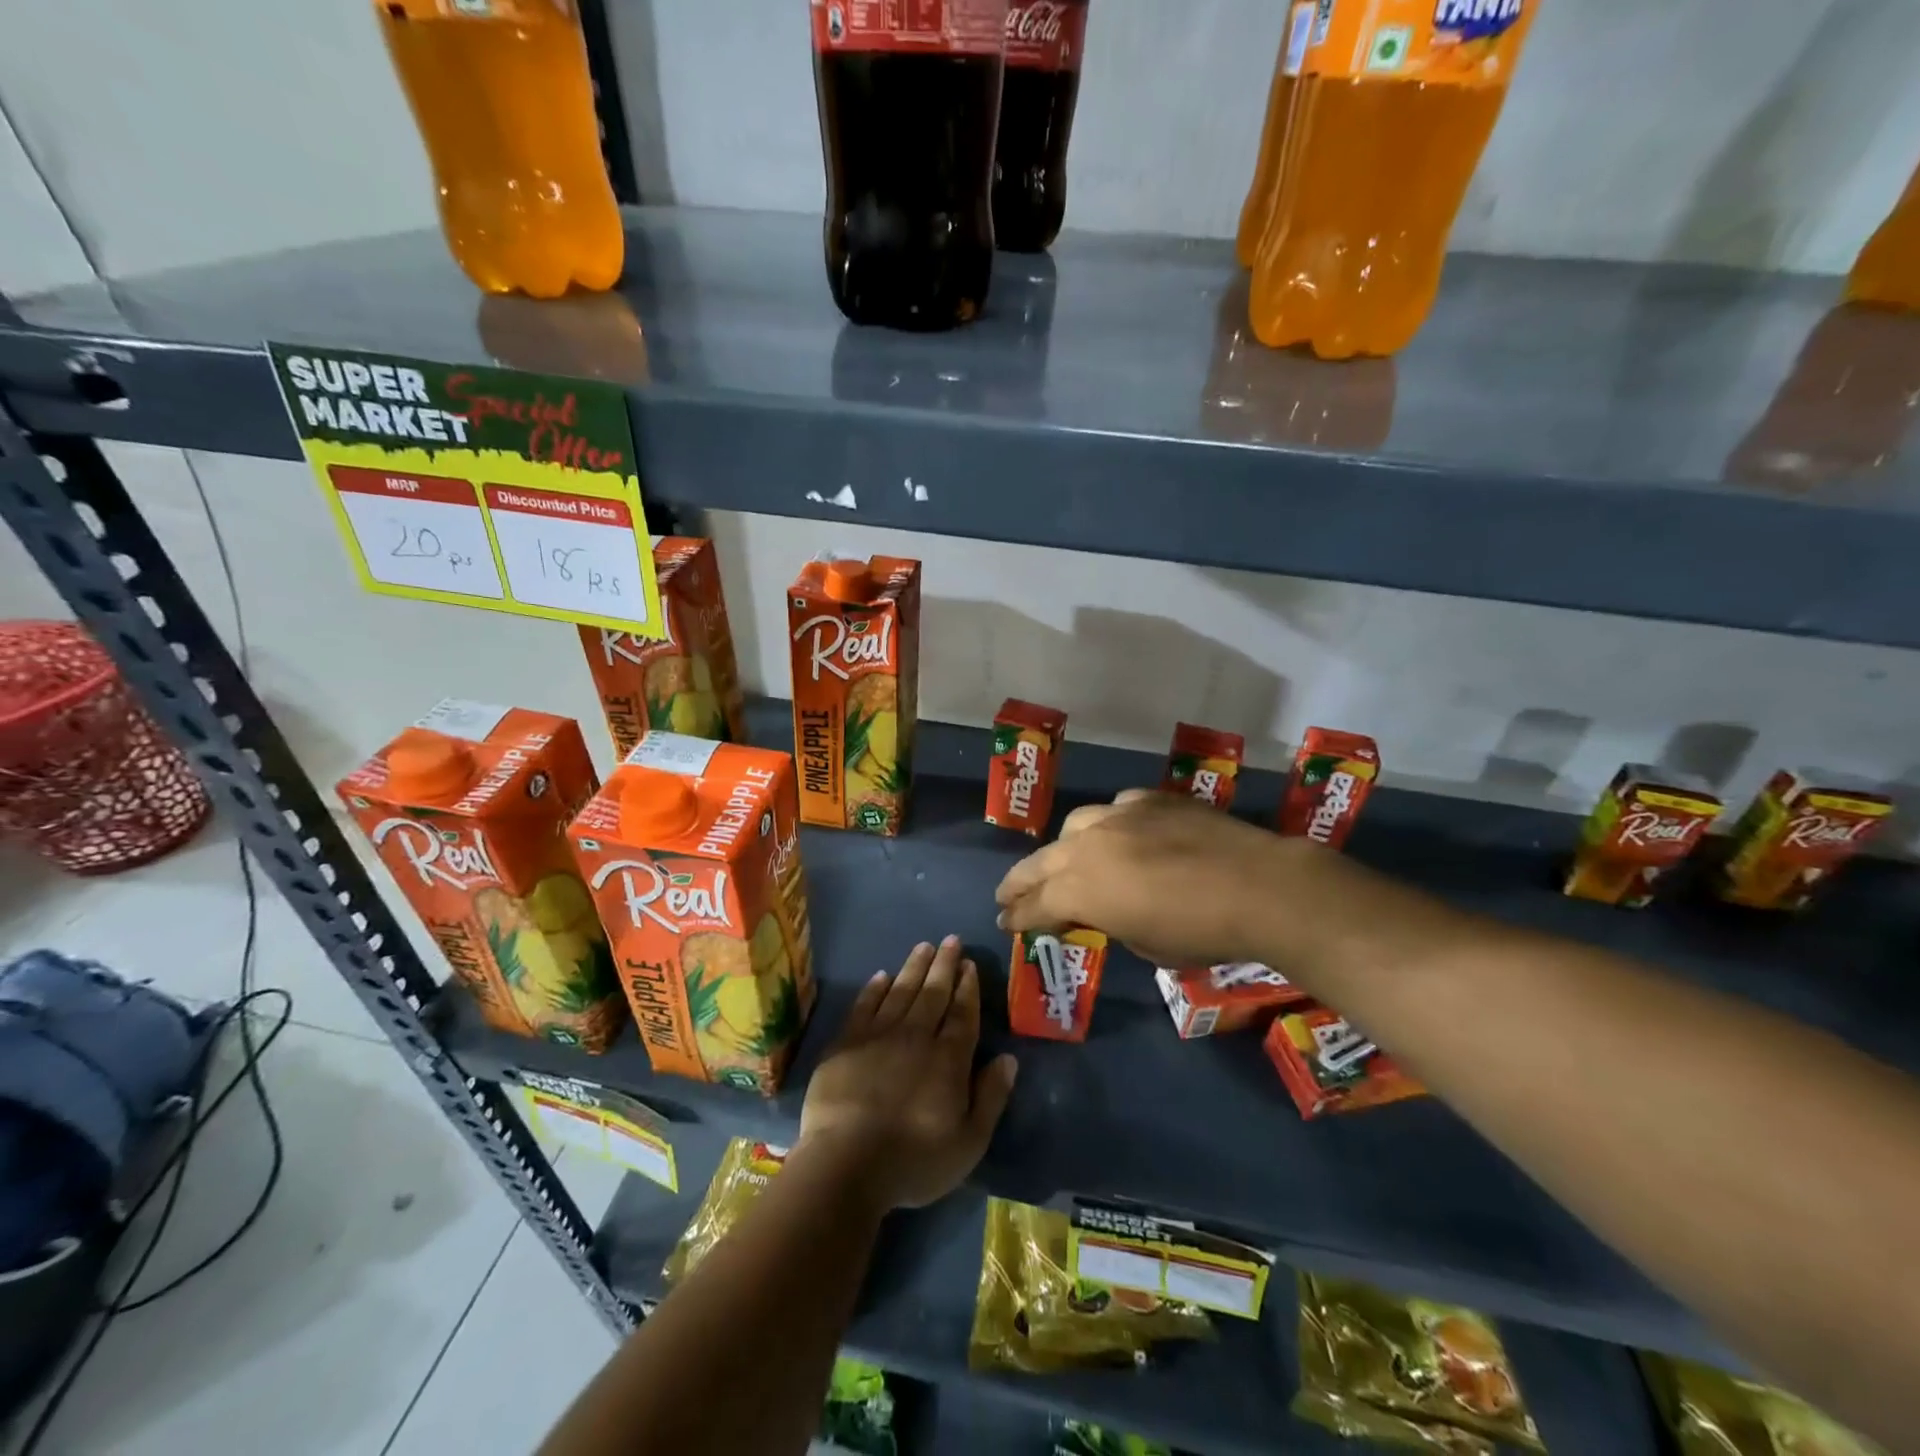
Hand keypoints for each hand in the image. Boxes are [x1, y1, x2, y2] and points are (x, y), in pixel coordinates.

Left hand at [796, 936, 1017, 1212]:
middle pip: (933, 993)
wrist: (846, 1164)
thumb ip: (991, 1096)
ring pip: (901, 991)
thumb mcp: (969, 1142)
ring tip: (924, 947)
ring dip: (914, 967)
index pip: (962, 1013)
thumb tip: (1009, 1058)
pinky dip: (874, 989)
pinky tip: (882, 976)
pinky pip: (864, 1005)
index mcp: (948, 1058)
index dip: (967, 987)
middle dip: (944, 965)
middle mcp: (916, 1036)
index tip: (969, 964)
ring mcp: (878, 1036)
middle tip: (951, 940)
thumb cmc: (914, 1160)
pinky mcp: (846, 1043)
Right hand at [995, 789, 1309, 967]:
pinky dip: (1110, 826)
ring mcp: (1118, 815)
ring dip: (1063, 849)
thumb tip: (1106, 911)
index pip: (1036, 906)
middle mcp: (1088, 846)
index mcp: (1082, 890)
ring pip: (1074, 826)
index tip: (1004, 924)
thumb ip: (1111, 923)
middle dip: (1018, 882)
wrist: (1259, 886)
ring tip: (1065, 860)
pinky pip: (1116, 808)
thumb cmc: (1202, 932)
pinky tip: (1121, 834)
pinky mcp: (1150, 799)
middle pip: (1040, 863)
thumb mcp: (1146, 946)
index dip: (1017, 918)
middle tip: (1005, 895)